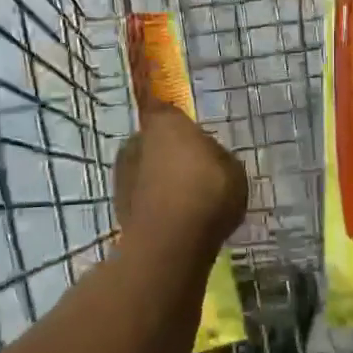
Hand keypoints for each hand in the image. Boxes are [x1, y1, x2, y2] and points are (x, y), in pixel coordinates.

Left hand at [113, 109, 247, 260]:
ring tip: (185, 200)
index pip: (167, 110)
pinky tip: (175, 219)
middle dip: (169, 153)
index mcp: (166, 122)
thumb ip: (219, 157)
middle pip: (155, 141)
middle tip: (194, 172)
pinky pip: (143, 198)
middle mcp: (137, 141)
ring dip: (159, 180)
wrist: (171, 242)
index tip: (194, 138)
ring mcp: (123, 175)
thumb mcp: (233, 169)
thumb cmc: (208, 191)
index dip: (180, 124)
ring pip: (145, 170)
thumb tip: (210, 158)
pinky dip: (154, 204)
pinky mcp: (118, 207)